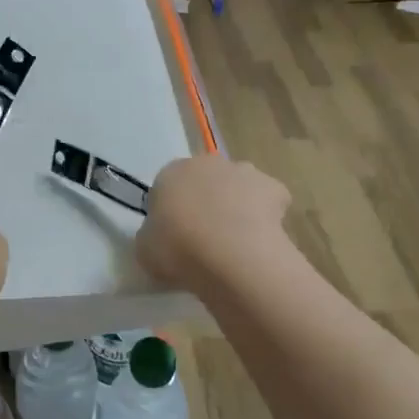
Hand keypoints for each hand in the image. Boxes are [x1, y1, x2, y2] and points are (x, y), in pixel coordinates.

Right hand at [135, 154, 292, 294]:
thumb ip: (150, 237)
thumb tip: (159, 238)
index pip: (167, 188)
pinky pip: (268, 200)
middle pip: (204, 182)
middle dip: (205, 203)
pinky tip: (260, 240)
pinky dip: (265, 216)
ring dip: (235, 206)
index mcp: (170, 172)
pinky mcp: (274, 187)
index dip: (171, 213)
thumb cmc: (177, 249)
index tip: (174, 237)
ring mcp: (243, 172)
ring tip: (234, 244)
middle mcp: (207, 163)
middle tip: (204, 240)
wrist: (230, 255)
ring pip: (237, 187)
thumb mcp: (145, 250)